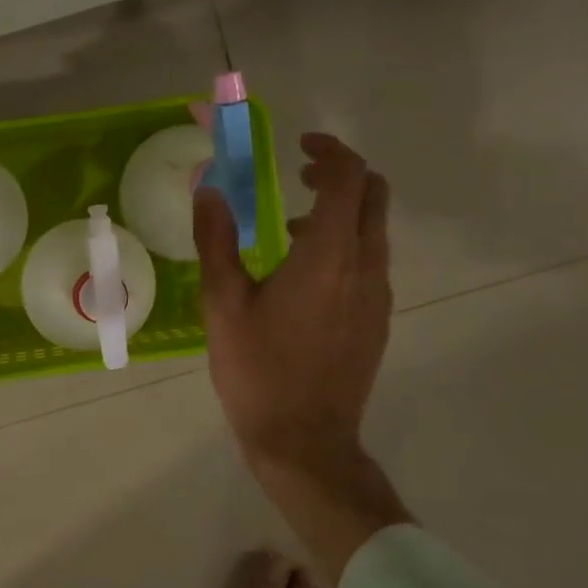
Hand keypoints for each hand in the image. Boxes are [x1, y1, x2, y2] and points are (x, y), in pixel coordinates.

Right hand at [195, 133, 409, 577]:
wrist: (304, 440)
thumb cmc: (258, 370)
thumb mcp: (223, 303)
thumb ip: (217, 241)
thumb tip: (210, 190)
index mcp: (329, 256)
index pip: (350, 179)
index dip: (330, 151)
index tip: (300, 147)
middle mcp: (365, 267)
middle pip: (374, 197)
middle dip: (342, 174)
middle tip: (300, 175)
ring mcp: (377, 296)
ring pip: (374, 231)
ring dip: (342, 212)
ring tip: (293, 227)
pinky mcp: (377, 320)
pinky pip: (370, 262)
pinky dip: (345, 245)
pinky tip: (304, 275)